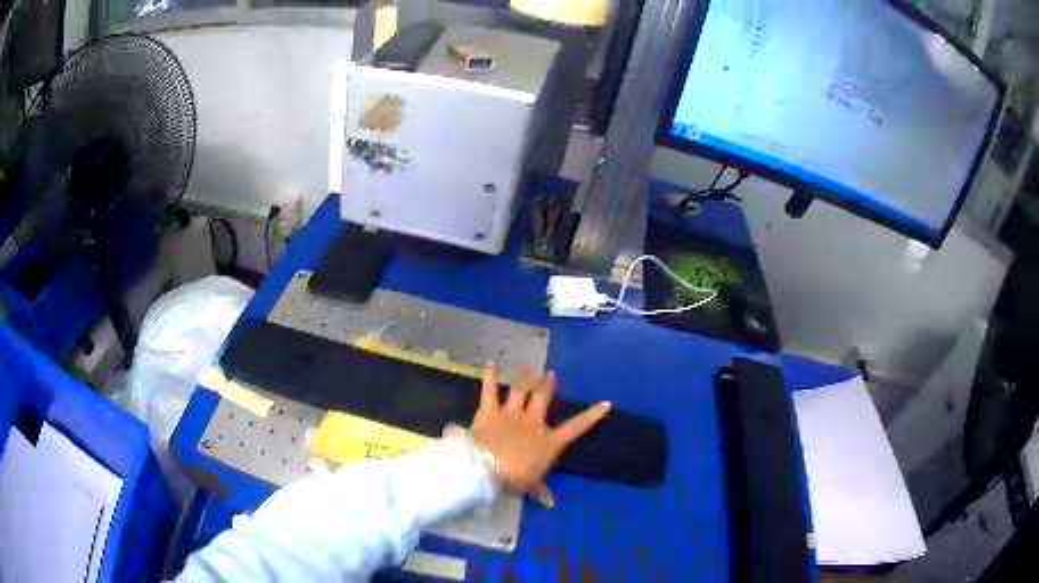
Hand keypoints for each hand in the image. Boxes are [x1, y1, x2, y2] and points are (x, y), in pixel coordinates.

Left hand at [470, 366, 610, 504]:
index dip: (592, 415)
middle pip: (543, 398)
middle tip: (551, 374)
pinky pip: (489, 390)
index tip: (605, 403)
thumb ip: (540, 491)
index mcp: (548, 441)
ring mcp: (511, 413)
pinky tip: (490, 365)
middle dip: (547, 385)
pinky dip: (489, 377)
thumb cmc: (514, 479)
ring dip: (523, 378)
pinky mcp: (489, 411)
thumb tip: (550, 503)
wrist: (486, 469)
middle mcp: (533, 422)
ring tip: (526, 368)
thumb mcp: (530, 486)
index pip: (576, 427)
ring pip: (520, 390)